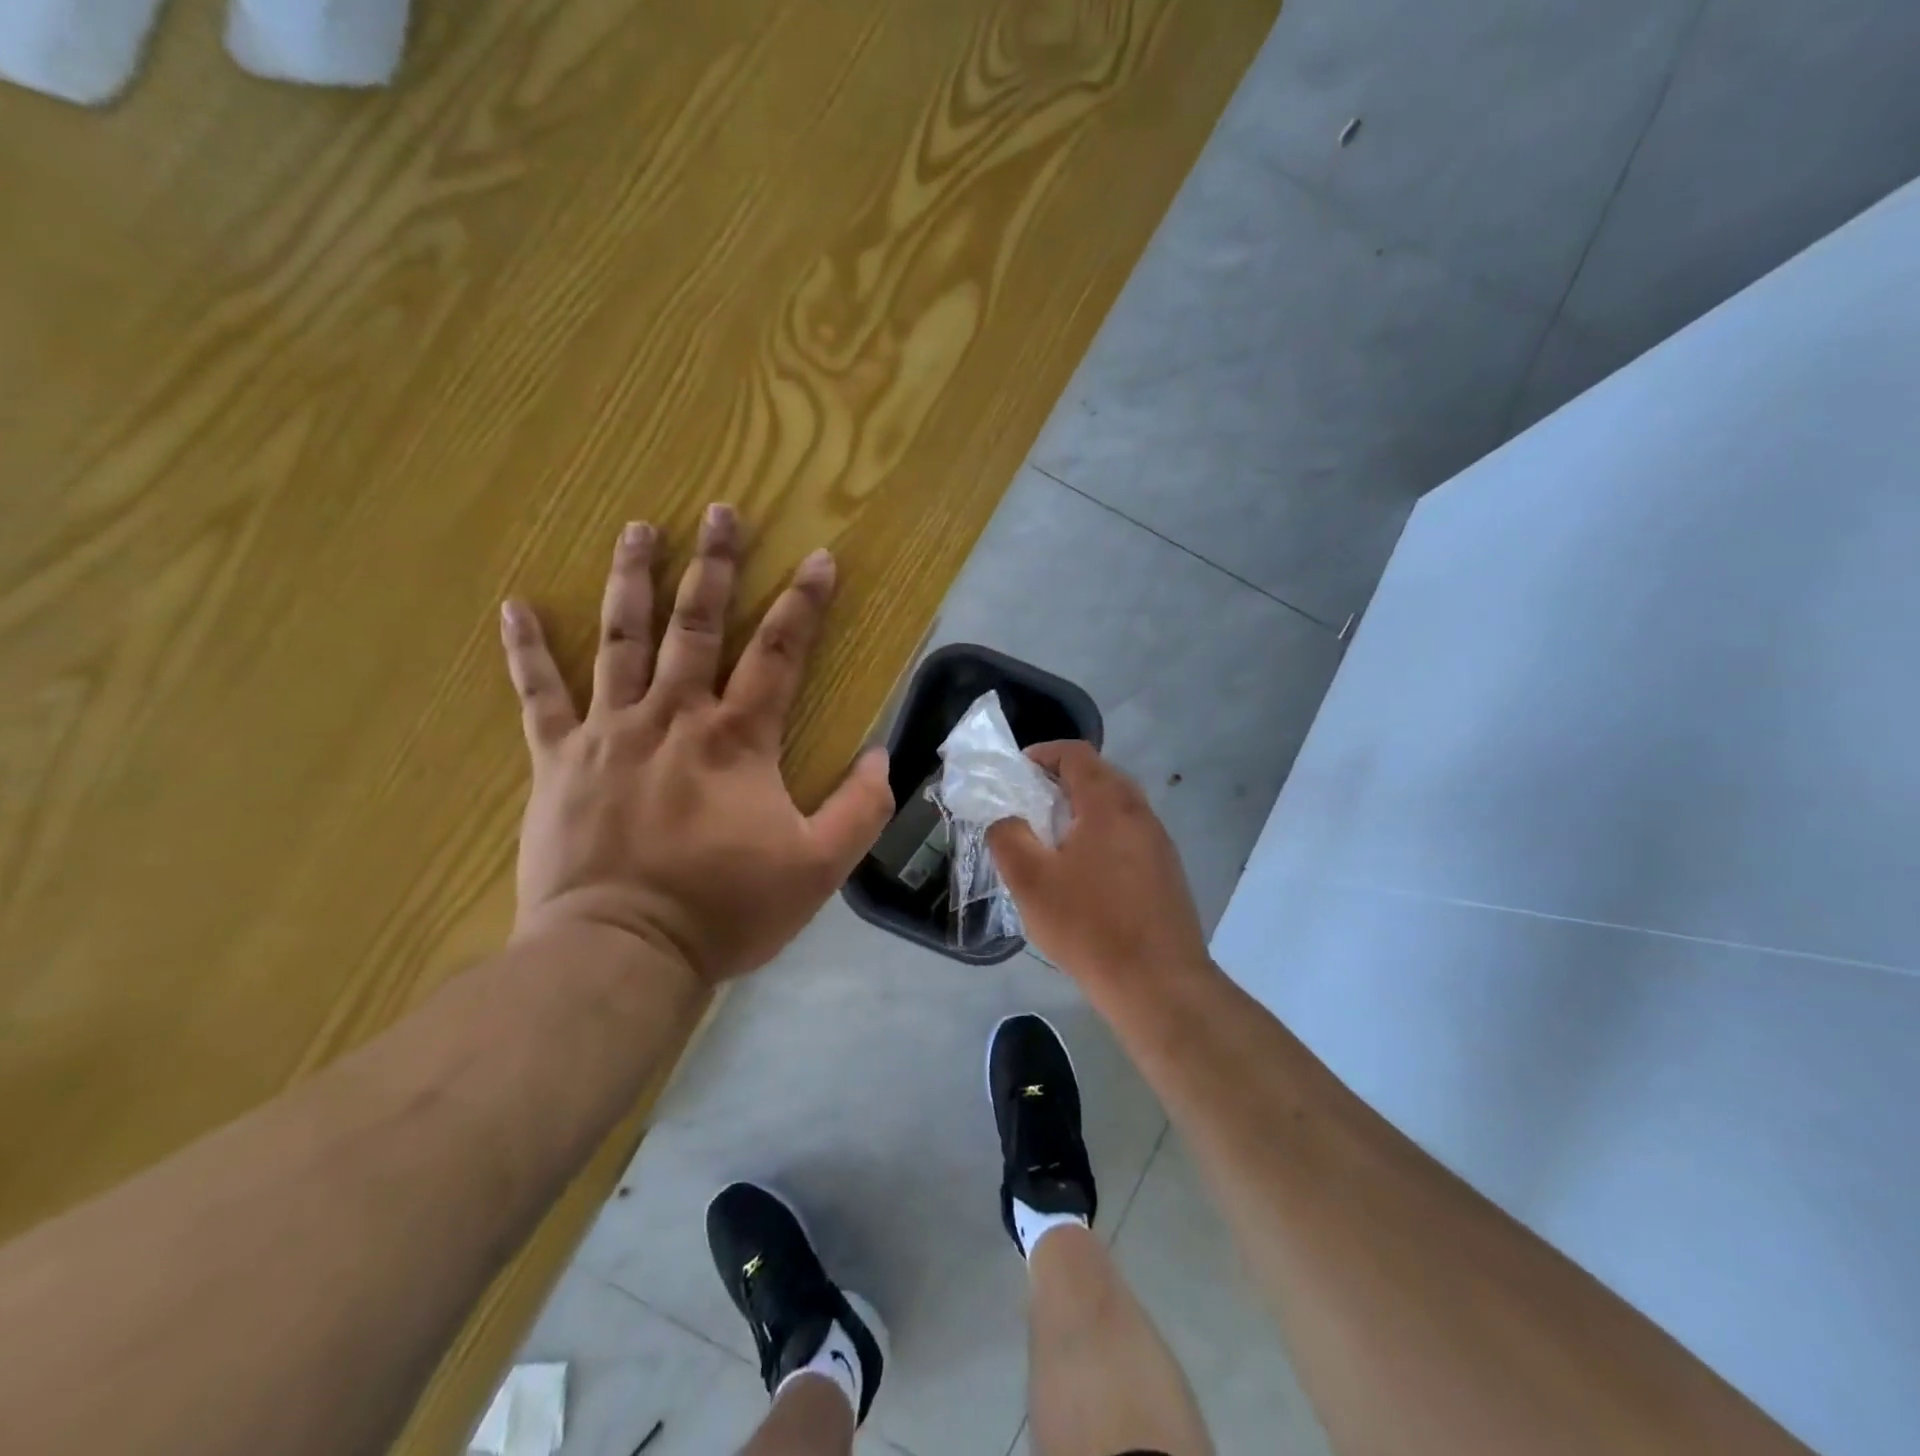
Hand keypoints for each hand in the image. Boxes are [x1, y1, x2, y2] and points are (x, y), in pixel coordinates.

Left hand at [499, 505, 894, 984]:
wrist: (622, 953)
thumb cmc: (726, 910)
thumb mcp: (819, 868)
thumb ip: (860, 809)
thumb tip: (880, 756)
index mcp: (737, 739)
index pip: (779, 652)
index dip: (804, 602)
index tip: (820, 558)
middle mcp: (673, 716)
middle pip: (697, 625)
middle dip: (714, 564)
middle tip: (721, 510)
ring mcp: (609, 732)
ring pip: (620, 639)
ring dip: (632, 580)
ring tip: (639, 529)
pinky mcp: (558, 760)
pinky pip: (538, 695)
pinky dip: (525, 650)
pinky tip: (513, 605)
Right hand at [987, 741, 1209, 991]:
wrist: (1158, 984)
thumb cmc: (1089, 925)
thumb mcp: (1031, 881)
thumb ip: (1008, 837)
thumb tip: (1006, 819)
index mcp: (1109, 804)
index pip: (1077, 754)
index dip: (1044, 753)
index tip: (1018, 771)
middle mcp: (1141, 814)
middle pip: (1100, 777)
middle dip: (1062, 782)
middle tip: (1030, 805)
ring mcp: (1159, 844)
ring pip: (1117, 809)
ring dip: (1083, 812)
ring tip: (1052, 841)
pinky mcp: (1167, 873)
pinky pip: (1129, 836)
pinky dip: (1102, 837)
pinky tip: (1084, 874)